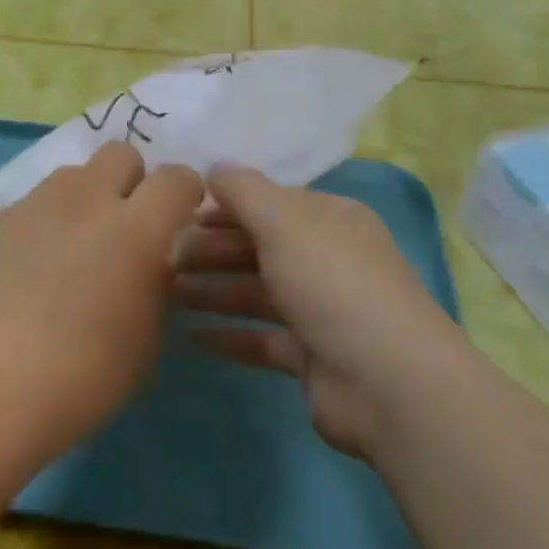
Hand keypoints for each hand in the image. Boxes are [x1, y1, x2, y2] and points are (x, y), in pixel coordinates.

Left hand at [0, 142, 204, 468]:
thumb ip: (154, 285)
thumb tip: (148, 263)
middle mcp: (83, 201)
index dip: (184, 193)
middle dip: (130, 180)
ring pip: (69, 177)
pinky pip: (25, 210)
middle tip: (123, 226)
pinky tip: (21, 276)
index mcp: (135, 228)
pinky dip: (35, 230)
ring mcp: (30, 207)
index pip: (176, 178)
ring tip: (68, 250)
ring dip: (81, 202)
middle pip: (119, 153)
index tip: (178, 219)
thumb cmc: (83, 376)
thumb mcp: (146, 340)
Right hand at [173, 164, 469, 461]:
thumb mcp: (284, 222)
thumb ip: (244, 190)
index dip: (222, 208)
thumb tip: (215, 167)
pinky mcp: (312, 355)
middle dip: (210, 250)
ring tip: (167, 293)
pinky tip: (191, 336)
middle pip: (259, 247)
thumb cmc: (331, 284)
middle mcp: (328, 259)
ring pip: (256, 292)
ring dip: (213, 290)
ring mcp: (322, 310)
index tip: (176, 217)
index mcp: (330, 220)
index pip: (268, 204)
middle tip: (162, 259)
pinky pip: (261, 338)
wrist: (387, 381)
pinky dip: (229, 335)